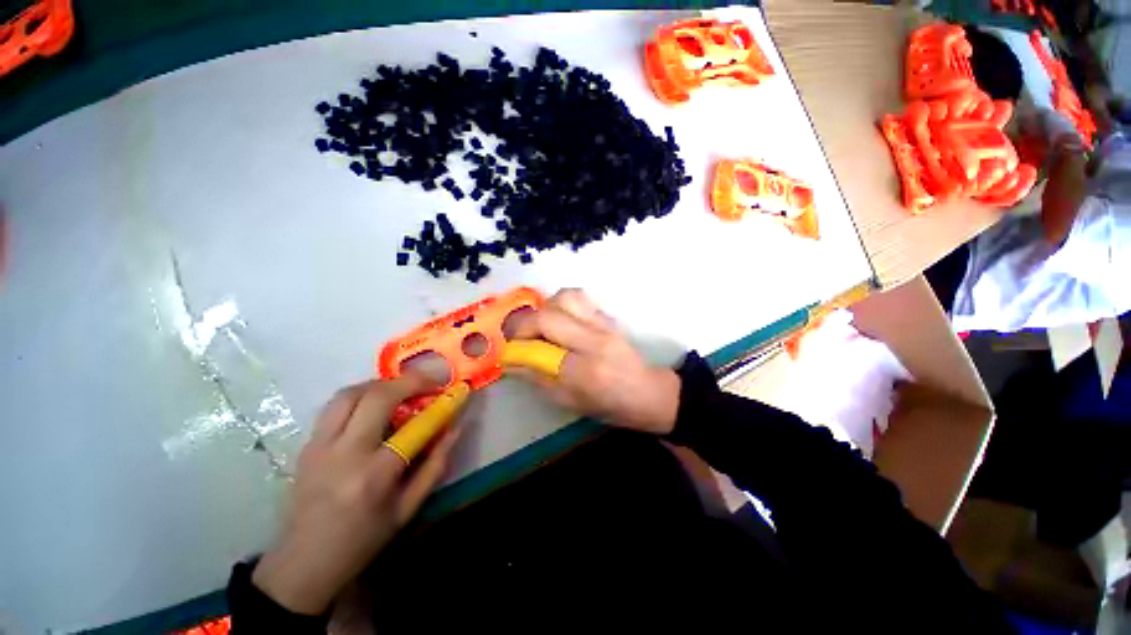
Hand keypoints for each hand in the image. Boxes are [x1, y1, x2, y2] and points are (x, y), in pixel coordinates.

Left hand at [253, 375, 461, 615]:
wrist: (302, 564)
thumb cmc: (362, 541)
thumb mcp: (408, 509)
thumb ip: (435, 465)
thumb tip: (456, 428)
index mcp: (374, 475)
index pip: (414, 427)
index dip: (440, 405)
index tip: (455, 392)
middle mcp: (344, 453)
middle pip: (376, 396)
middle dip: (409, 381)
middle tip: (429, 383)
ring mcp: (319, 446)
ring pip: (349, 393)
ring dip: (381, 383)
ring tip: (401, 390)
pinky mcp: (306, 445)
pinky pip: (335, 406)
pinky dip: (360, 396)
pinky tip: (373, 407)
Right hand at [510, 289, 679, 434]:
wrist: (647, 391)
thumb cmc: (609, 405)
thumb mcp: (570, 402)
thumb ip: (539, 379)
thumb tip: (512, 363)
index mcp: (585, 372)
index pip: (541, 351)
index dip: (518, 350)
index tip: (509, 354)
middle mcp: (594, 341)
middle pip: (549, 316)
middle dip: (524, 324)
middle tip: (520, 337)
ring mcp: (604, 325)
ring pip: (565, 297)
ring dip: (545, 308)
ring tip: (542, 325)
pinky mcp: (608, 317)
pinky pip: (580, 297)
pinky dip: (562, 303)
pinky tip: (561, 319)